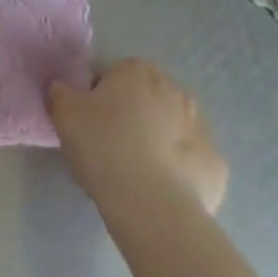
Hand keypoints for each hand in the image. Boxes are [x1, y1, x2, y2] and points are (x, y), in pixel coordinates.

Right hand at [48, 58, 227, 221]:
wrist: (152, 205)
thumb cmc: (105, 148)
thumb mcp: (65, 115)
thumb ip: (61, 94)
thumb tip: (61, 88)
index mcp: (138, 71)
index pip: (115, 76)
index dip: (101, 100)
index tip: (91, 127)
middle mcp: (175, 88)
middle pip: (148, 100)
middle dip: (134, 118)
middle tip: (113, 150)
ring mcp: (201, 126)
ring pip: (173, 130)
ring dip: (160, 143)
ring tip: (138, 177)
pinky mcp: (216, 164)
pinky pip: (192, 164)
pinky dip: (181, 175)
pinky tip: (163, 195)